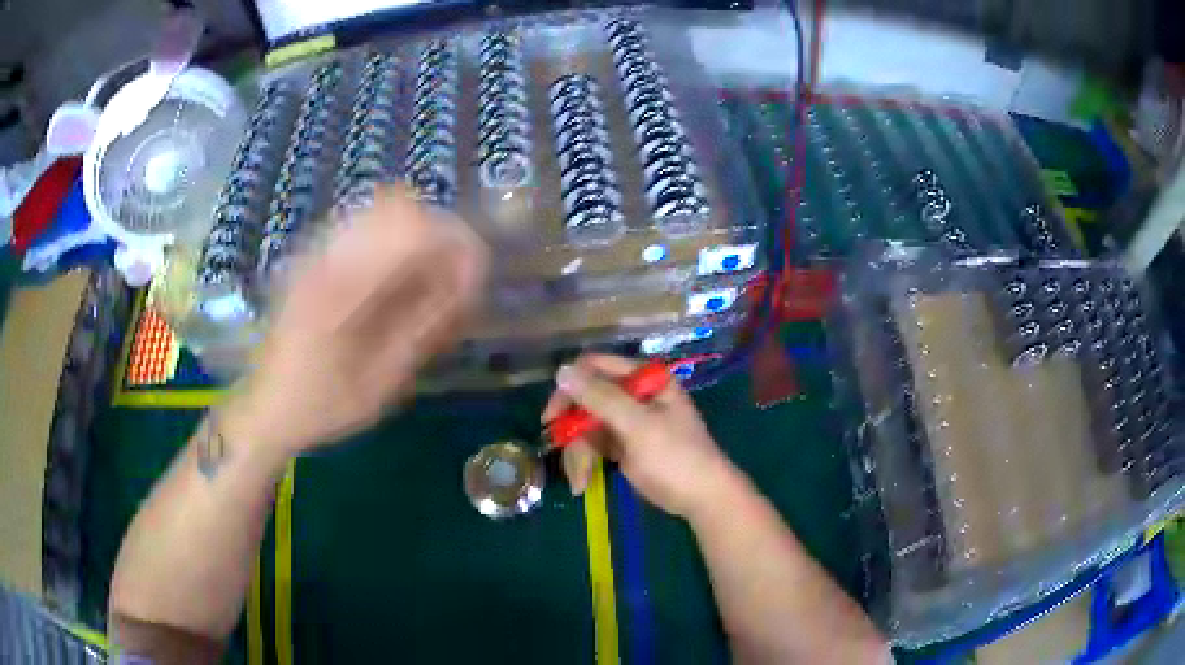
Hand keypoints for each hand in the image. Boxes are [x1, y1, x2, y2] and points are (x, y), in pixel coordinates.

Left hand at [221, 186, 487, 456]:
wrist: (265, 408)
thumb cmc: (323, 406)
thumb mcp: (380, 383)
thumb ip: (423, 327)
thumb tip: (465, 284)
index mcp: (342, 288)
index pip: (414, 231)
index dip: (456, 245)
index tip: (474, 280)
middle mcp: (326, 254)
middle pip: (400, 205)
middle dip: (438, 235)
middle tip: (452, 281)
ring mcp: (314, 249)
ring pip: (381, 207)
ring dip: (416, 235)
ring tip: (426, 280)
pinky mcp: (310, 255)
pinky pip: (362, 224)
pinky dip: (392, 240)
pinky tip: (394, 278)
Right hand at [543, 354, 738, 516]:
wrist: (702, 499)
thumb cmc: (676, 457)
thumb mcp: (638, 426)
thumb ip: (600, 398)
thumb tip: (560, 370)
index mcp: (644, 378)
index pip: (594, 368)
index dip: (569, 388)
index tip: (552, 417)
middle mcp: (633, 393)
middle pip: (585, 400)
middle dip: (573, 431)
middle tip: (560, 452)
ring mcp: (627, 420)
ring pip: (585, 426)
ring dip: (578, 454)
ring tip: (581, 481)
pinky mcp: (623, 444)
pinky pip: (593, 445)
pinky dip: (586, 463)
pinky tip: (583, 484)